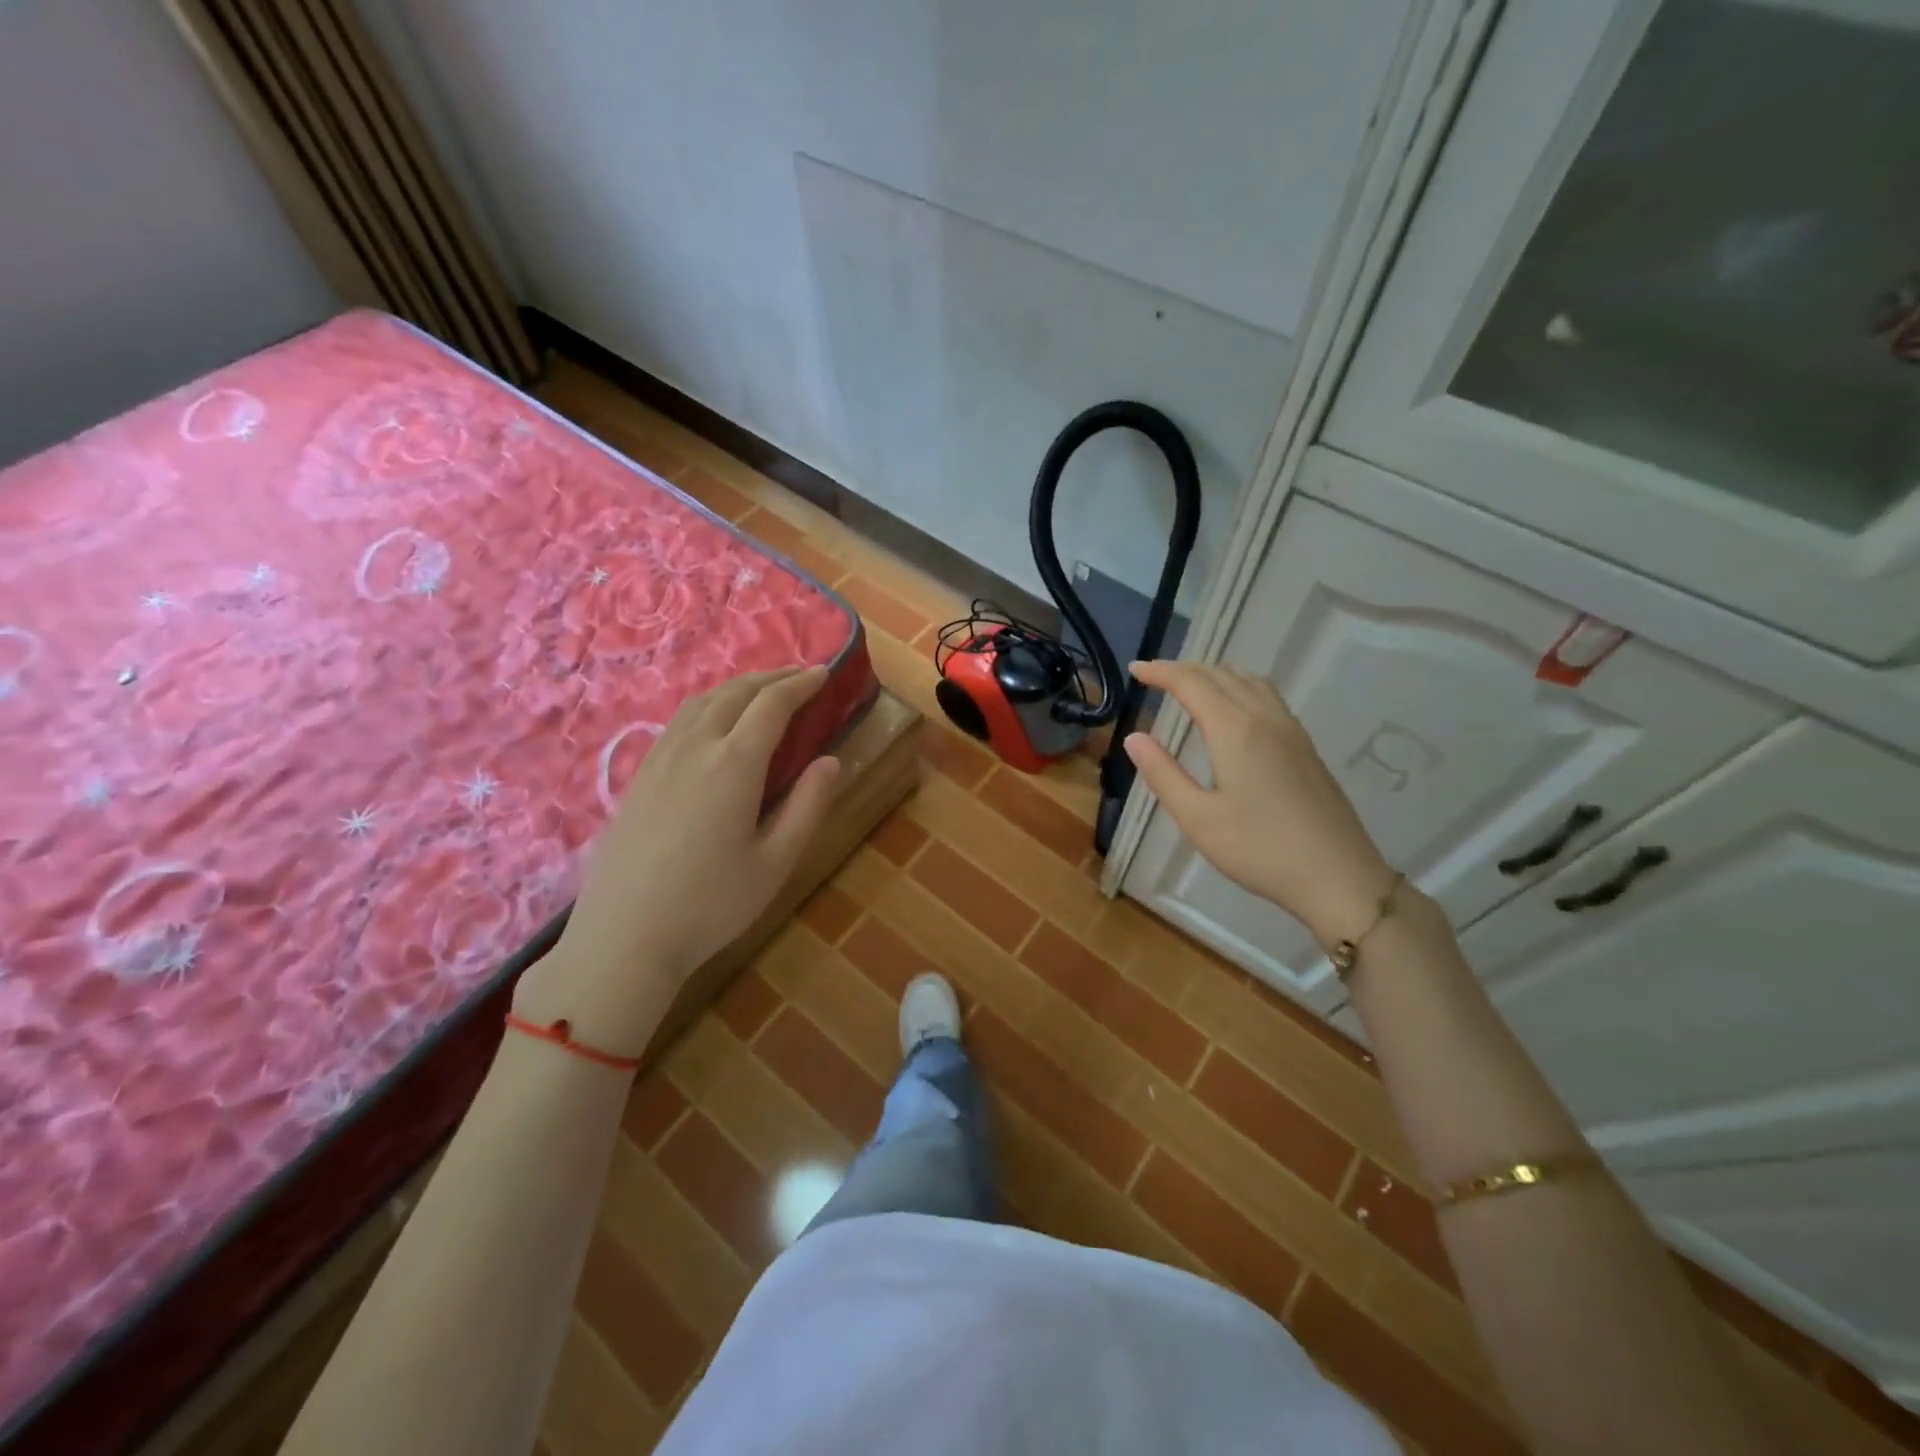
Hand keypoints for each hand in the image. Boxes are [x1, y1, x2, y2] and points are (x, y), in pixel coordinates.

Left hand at [515, 666, 840, 1055]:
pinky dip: (708, 703)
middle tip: (801, 674)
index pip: (772, 706)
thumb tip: (830, 761)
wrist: (624, 936)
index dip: (801, 684)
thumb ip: (808, 805)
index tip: (824, 673)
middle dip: (773, 677)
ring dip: (738, 686)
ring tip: (762, 689)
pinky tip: (714, 721)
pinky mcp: (639, 776)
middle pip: (736, 693)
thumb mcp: (776, 861)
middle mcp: (695, 748)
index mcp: (734, 764)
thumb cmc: (711, 904)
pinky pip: (679, 720)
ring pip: (702, 701)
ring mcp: (660, 759)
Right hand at [1123, 660, 1394, 947]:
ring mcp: (1291, 730)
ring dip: (1214, 675)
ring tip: (1190, 687)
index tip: (1135, 670)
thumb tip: (1134, 737)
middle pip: (1221, 675)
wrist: (1338, 876)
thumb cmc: (1259, 849)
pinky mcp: (1305, 746)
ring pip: (1249, 681)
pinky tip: (1234, 710)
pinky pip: (1267, 696)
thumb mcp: (1197, 818)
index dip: (1160, 672)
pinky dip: (1239, 687)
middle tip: (1154, 678)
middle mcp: (1264, 718)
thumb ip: (1162, 773)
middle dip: (1184, 670)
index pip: (1191, 683)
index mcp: (1235, 730)